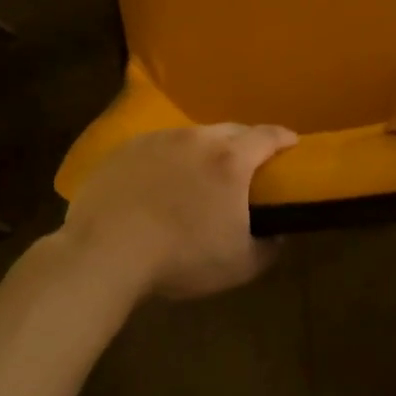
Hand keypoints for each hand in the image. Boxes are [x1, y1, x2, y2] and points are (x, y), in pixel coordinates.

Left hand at [61, 124, 297, 301]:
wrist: (104, 253)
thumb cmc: (180, 258)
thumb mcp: (239, 265)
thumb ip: (268, 248)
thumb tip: (277, 236)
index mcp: (230, 161)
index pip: (267, 136)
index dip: (283, 138)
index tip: (291, 144)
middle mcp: (197, 140)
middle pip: (231, 130)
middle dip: (246, 141)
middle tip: (248, 163)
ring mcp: (158, 140)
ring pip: (193, 136)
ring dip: (204, 149)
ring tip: (200, 173)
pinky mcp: (126, 149)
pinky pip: (158, 146)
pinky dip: (168, 158)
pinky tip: (160, 181)